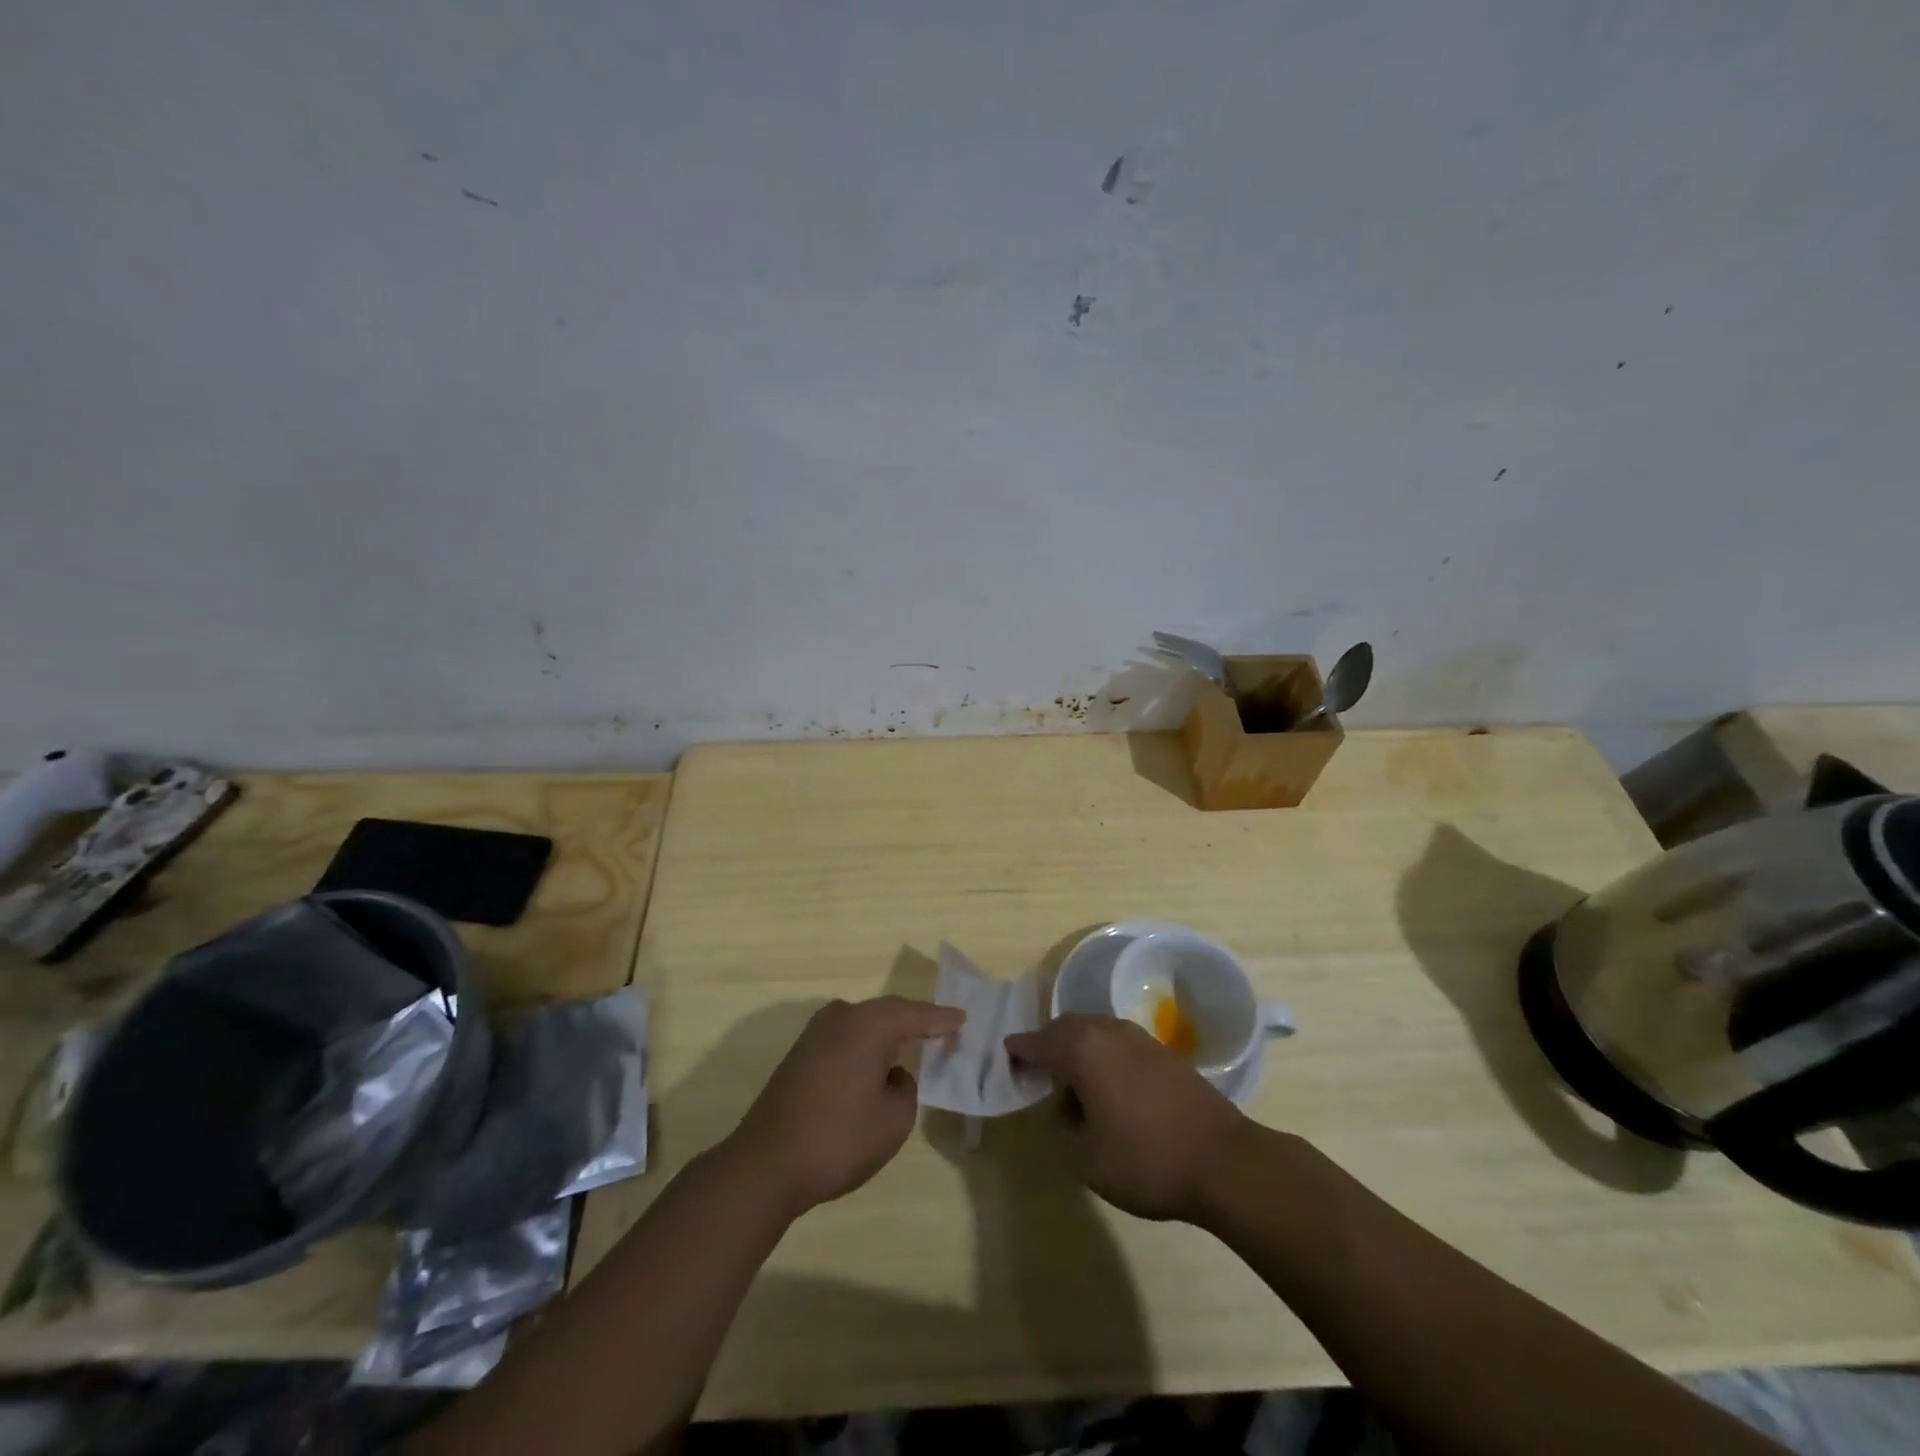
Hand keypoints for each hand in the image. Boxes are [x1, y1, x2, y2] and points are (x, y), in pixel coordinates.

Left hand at [733, 996, 963, 1216]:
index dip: (940, 1018)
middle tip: (942, 1030)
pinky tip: (876, 1063)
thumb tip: (890, 1074)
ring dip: (887, 1035)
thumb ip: (905, 1087)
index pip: (914, 1014)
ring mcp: (815, 1034)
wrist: (765, 1164)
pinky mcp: (800, 1055)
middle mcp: (841, 1017)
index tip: (962, 1018)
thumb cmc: (839, 1138)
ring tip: (912, 1044)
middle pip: (887, 1013)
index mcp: (868, 1024)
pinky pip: (845, 1039)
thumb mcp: (894, 1119)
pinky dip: (865, 1047)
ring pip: (863, 1025)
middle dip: (914, 1021)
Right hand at [1005, 1014, 1250, 1221]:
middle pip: (1067, 1027)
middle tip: (1038, 1071)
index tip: (1007, 1055)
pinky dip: (1105, 1056)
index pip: (1038, 1041)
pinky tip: (1111, 1088)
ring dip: (1079, 1049)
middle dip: (1049, 1044)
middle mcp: (1107, 1031)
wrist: (1223, 1161)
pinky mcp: (1164, 1053)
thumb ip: (1063, 1130)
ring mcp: (1140, 1038)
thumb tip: (1064, 1111)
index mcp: (1081, 1049)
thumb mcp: (1086, 1159)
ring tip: (1074, 1084)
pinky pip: (1120, 1043)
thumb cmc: (1145, 1159)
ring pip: (1096, 1031)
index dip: (1020, 1049)